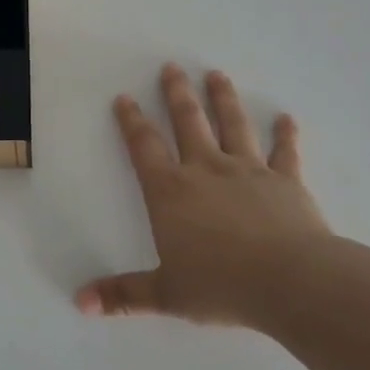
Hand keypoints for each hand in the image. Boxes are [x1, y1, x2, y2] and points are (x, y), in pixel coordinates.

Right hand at [77, 63, 331, 326]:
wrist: (290, 282)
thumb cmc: (221, 285)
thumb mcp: (166, 294)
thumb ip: (123, 294)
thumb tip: (80, 302)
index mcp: (171, 191)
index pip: (145, 147)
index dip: (132, 121)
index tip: (125, 98)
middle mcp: (206, 169)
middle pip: (188, 121)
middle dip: (177, 93)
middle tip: (172, 67)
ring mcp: (248, 170)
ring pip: (233, 125)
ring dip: (224, 98)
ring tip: (217, 74)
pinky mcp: (286, 181)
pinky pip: (284, 153)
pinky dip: (286, 135)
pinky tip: (288, 119)